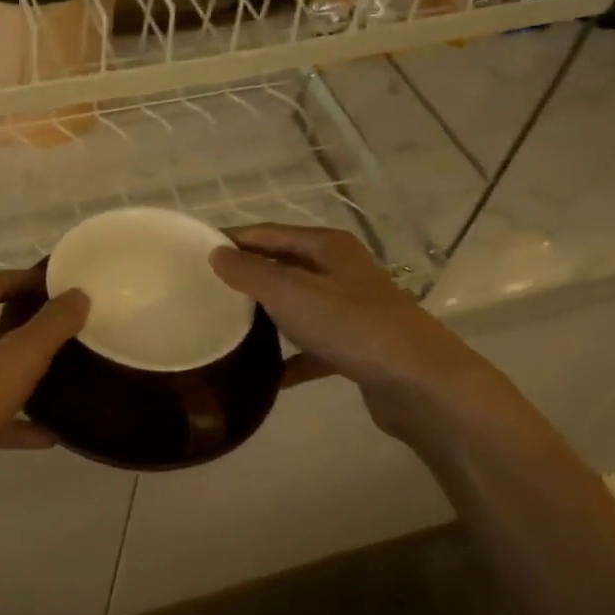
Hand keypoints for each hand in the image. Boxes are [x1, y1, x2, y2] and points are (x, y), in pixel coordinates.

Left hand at [0, 269, 88, 493]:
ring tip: (60, 384)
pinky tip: (46, 436)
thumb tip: (78, 294)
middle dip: (26, 330)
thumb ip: (51, 326)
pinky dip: (11, 420)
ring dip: (19, 378)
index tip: (62, 288)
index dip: (28, 280)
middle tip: (65, 335)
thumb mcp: (17, 359)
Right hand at [209, 224, 500, 438]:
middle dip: (247, 278)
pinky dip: (290, 359)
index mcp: (327, 247)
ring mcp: (350, 310)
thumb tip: (216, 253)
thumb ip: (250, 272)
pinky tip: (265, 376)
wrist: (420, 381)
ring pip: (297, 307)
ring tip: (227, 330)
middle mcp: (340, 271)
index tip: (195, 253)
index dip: (233, 239)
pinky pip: (312, 348)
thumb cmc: (351, 326)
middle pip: (283, 268)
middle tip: (205, 293)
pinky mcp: (356, 347)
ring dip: (266, 318)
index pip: (268, 233)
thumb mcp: (290, 293)